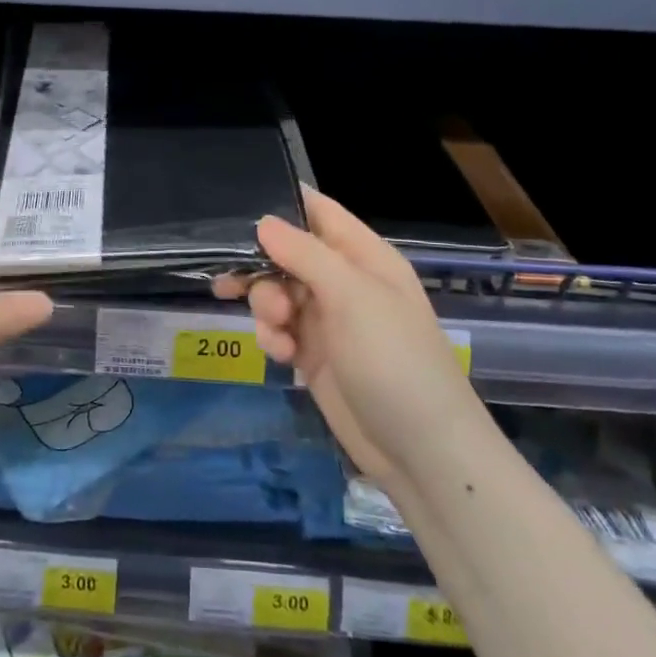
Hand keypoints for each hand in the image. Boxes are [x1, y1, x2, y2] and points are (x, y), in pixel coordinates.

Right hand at [218, 188, 479, 485]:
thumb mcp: (351, 296)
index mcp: (363, 256)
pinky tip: (283, 357)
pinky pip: (278, 329)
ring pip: (275, 291)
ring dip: (265, 306)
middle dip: (261, 267)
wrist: (420, 451)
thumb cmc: (393, 359)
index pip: (317, 211)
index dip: (281, 205)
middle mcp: (344, 281)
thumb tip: (263, 221)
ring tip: (277, 330)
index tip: (235, 212)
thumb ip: (304, 254)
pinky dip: (273, 337)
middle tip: (237, 283)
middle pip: (286, 253)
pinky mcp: (314, 354)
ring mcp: (328, 319)